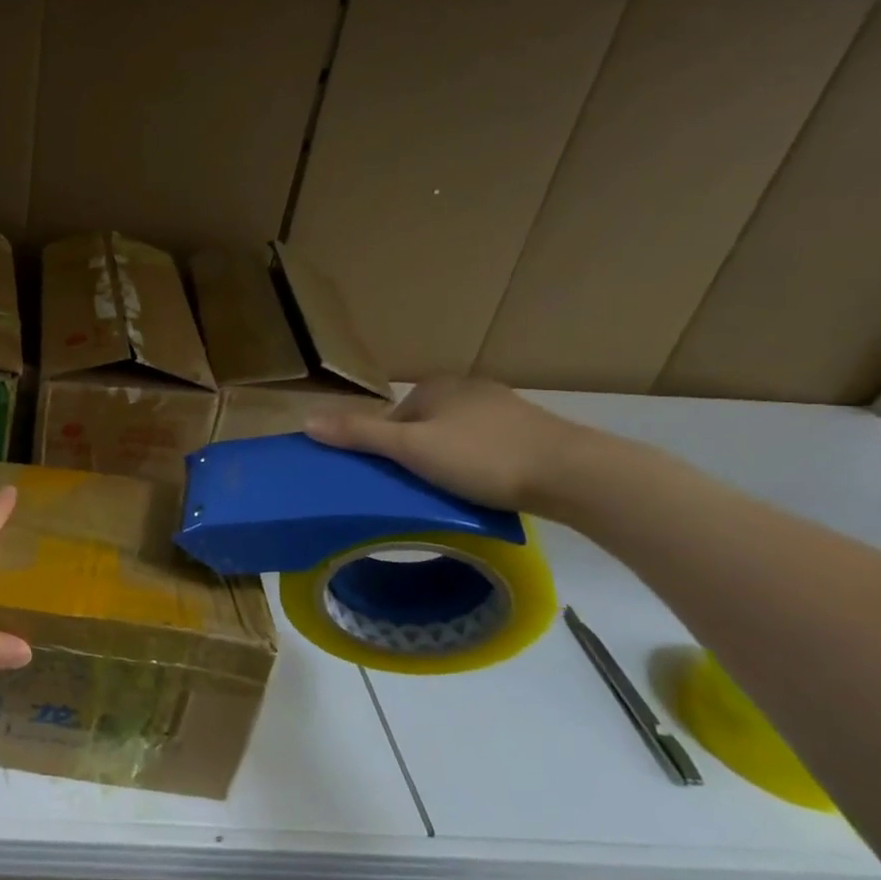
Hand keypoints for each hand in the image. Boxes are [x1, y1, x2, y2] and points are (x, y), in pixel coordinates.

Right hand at [303, 377, 590, 513]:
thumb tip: (305, 421)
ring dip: (449, 460)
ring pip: (456, 437)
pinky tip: (487, 486)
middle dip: (417, 454)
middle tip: (420, 489)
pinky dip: (480, 464)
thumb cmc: (483, 457)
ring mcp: (505, 408)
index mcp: (436, 387)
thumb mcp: (410, 448)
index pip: (392, 418)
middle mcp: (468, 388)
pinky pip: (487, 447)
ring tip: (453, 492)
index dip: (386, 449)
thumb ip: (359, 435)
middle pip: (423, 426)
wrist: (575, 474)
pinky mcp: (533, 431)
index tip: (393, 479)